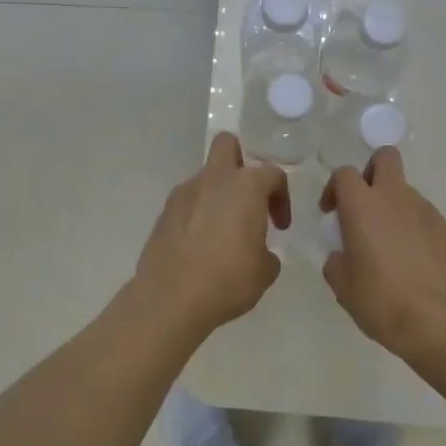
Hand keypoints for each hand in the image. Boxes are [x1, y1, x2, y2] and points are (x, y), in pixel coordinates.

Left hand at [136, 132, 290, 336]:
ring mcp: (183, 194)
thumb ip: (267, 252)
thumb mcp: (265, 271)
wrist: (170, 299)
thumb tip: (258, 252)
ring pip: (205, 177)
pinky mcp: (163, 214)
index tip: (280, 227)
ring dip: (217, 194)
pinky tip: (200, 246)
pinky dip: (197, 214)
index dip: (282, 198)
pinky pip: (187, 203)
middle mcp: (213, 180)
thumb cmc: (228, 280)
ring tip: (223, 232)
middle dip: (240, 162)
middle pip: (227, 145)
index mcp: (245, 186)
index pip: (273, 174)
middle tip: (248, 198)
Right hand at [321, 148, 445, 365]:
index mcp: (363, 206)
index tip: (331, 214)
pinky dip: (414, 228)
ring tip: (389, 246)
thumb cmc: (384, 303)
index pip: (344, 174)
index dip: (334, 189)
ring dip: (393, 206)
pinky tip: (413, 262)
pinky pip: (424, 217)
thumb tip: (342, 256)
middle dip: (371, 172)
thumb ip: (337, 263)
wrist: (445, 323)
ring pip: (405, 191)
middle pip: (385, 158)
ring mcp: (427, 211)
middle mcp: (395, 198)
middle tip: (363, 205)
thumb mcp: (344, 289)